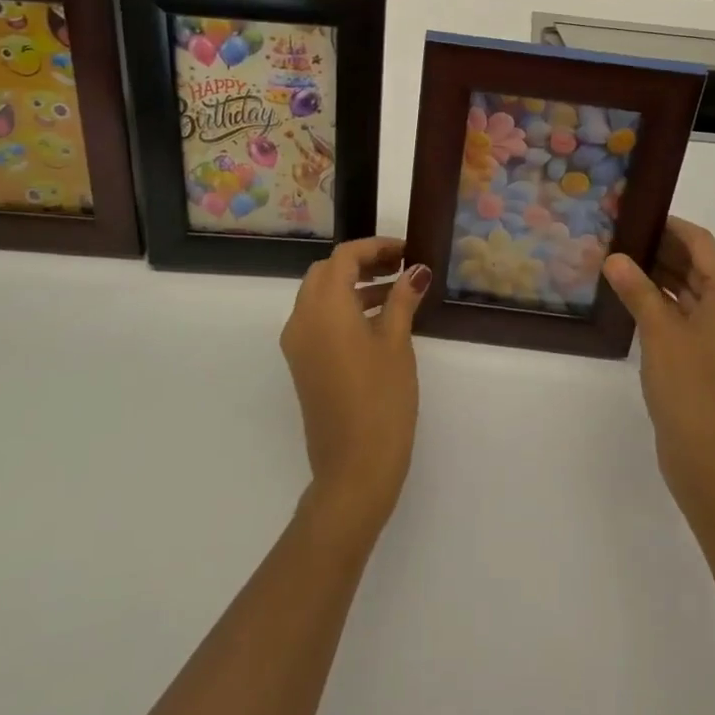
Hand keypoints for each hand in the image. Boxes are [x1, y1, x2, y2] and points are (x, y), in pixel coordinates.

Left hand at [279, 237, 428, 533]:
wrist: (354, 467)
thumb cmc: (381, 399)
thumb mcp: (396, 343)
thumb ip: (402, 299)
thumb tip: (416, 270)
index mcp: (323, 307)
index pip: (344, 257)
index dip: (375, 247)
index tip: (406, 251)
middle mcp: (302, 319)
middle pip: (327, 273)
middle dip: (362, 263)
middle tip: (400, 268)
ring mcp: (298, 344)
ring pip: (321, 296)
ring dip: (354, 286)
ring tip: (398, 292)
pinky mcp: (303, 364)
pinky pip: (319, 321)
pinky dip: (345, 309)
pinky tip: (379, 321)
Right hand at [603, 217, 714, 505]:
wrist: (708, 457)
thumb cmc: (689, 387)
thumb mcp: (659, 332)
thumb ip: (637, 290)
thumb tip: (615, 257)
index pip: (701, 244)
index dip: (671, 226)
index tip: (637, 214)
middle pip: (696, 266)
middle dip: (661, 249)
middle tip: (619, 236)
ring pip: (688, 292)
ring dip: (658, 276)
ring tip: (619, 262)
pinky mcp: (707, 357)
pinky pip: (684, 315)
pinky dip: (661, 303)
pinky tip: (631, 300)